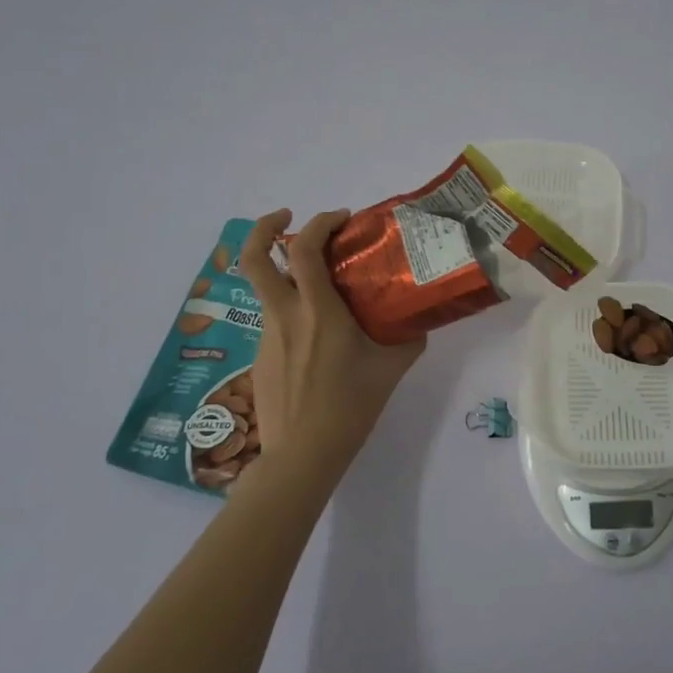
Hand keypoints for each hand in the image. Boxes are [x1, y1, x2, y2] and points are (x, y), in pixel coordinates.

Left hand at [236, 208, 425, 481]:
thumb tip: (418, 320)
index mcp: (317, 312)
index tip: (341, 219)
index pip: (304, 250)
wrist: (302, 455)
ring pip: (265, 287)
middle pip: (254, 258)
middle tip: (287, 217)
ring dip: (285, 271)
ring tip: (318, 282)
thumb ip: (408, 338)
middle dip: (264, 228)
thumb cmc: (350, 408)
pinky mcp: (259, 357)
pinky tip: (316, 334)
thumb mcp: (391, 369)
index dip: (319, 223)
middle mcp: (284, 315)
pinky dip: (290, 307)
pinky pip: (275, 318)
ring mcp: (267, 336)